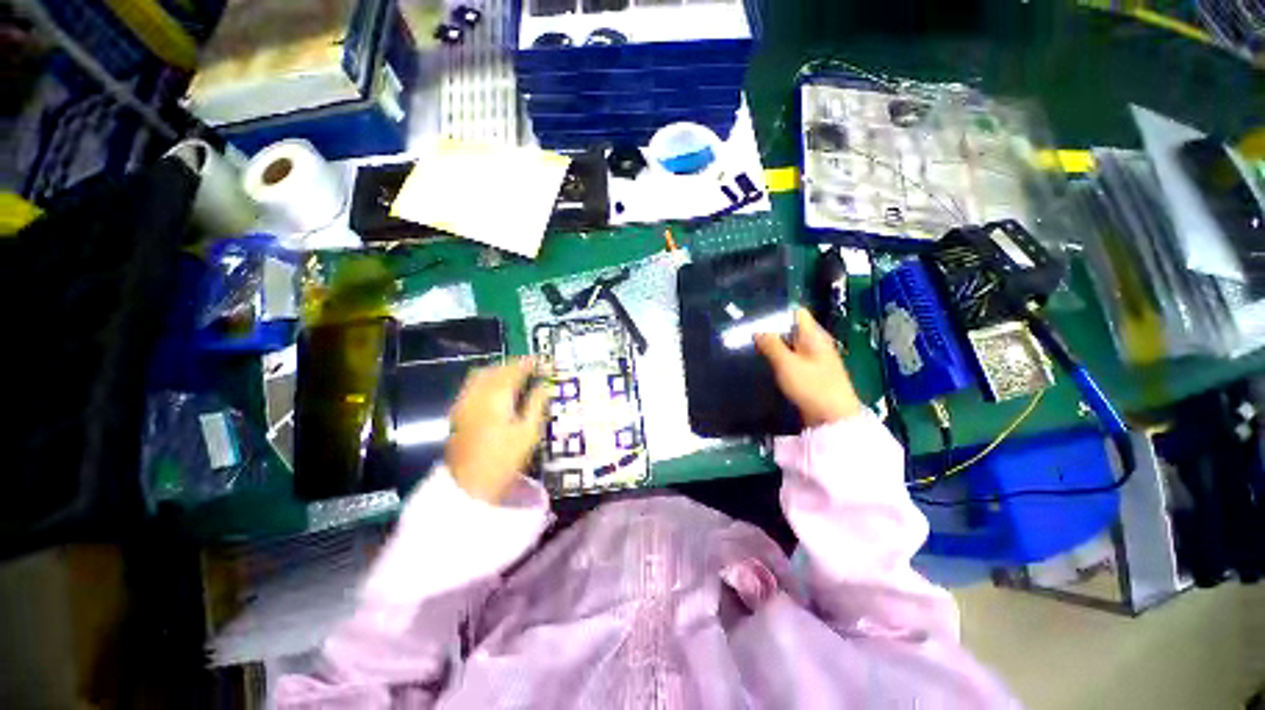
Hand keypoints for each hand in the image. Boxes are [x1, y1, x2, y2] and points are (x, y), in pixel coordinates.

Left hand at [445, 359, 551, 503]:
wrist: (469, 484)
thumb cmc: (505, 458)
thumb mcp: (529, 432)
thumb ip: (537, 404)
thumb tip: (544, 386)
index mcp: (497, 397)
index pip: (515, 370)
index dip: (530, 363)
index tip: (543, 362)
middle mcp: (478, 394)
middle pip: (496, 369)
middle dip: (514, 365)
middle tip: (531, 368)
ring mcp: (465, 401)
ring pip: (482, 374)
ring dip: (500, 370)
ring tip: (515, 376)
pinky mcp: (458, 411)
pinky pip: (473, 384)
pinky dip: (487, 379)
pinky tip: (496, 389)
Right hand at [754, 308, 862, 426]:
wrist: (833, 419)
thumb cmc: (811, 387)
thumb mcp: (786, 364)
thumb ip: (771, 345)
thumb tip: (757, 330)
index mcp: (814, 336)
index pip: (796, 313)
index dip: (778, 314)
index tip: (757, 321)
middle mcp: (817, 343)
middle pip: (793, 329)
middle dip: (773, 331)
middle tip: (750, 336)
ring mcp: (816, 359)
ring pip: (792, 345)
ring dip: (776, 346)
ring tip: (755, 349)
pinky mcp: (813, 373)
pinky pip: (794, 358)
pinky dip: (782, 359)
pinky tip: (769, 365)